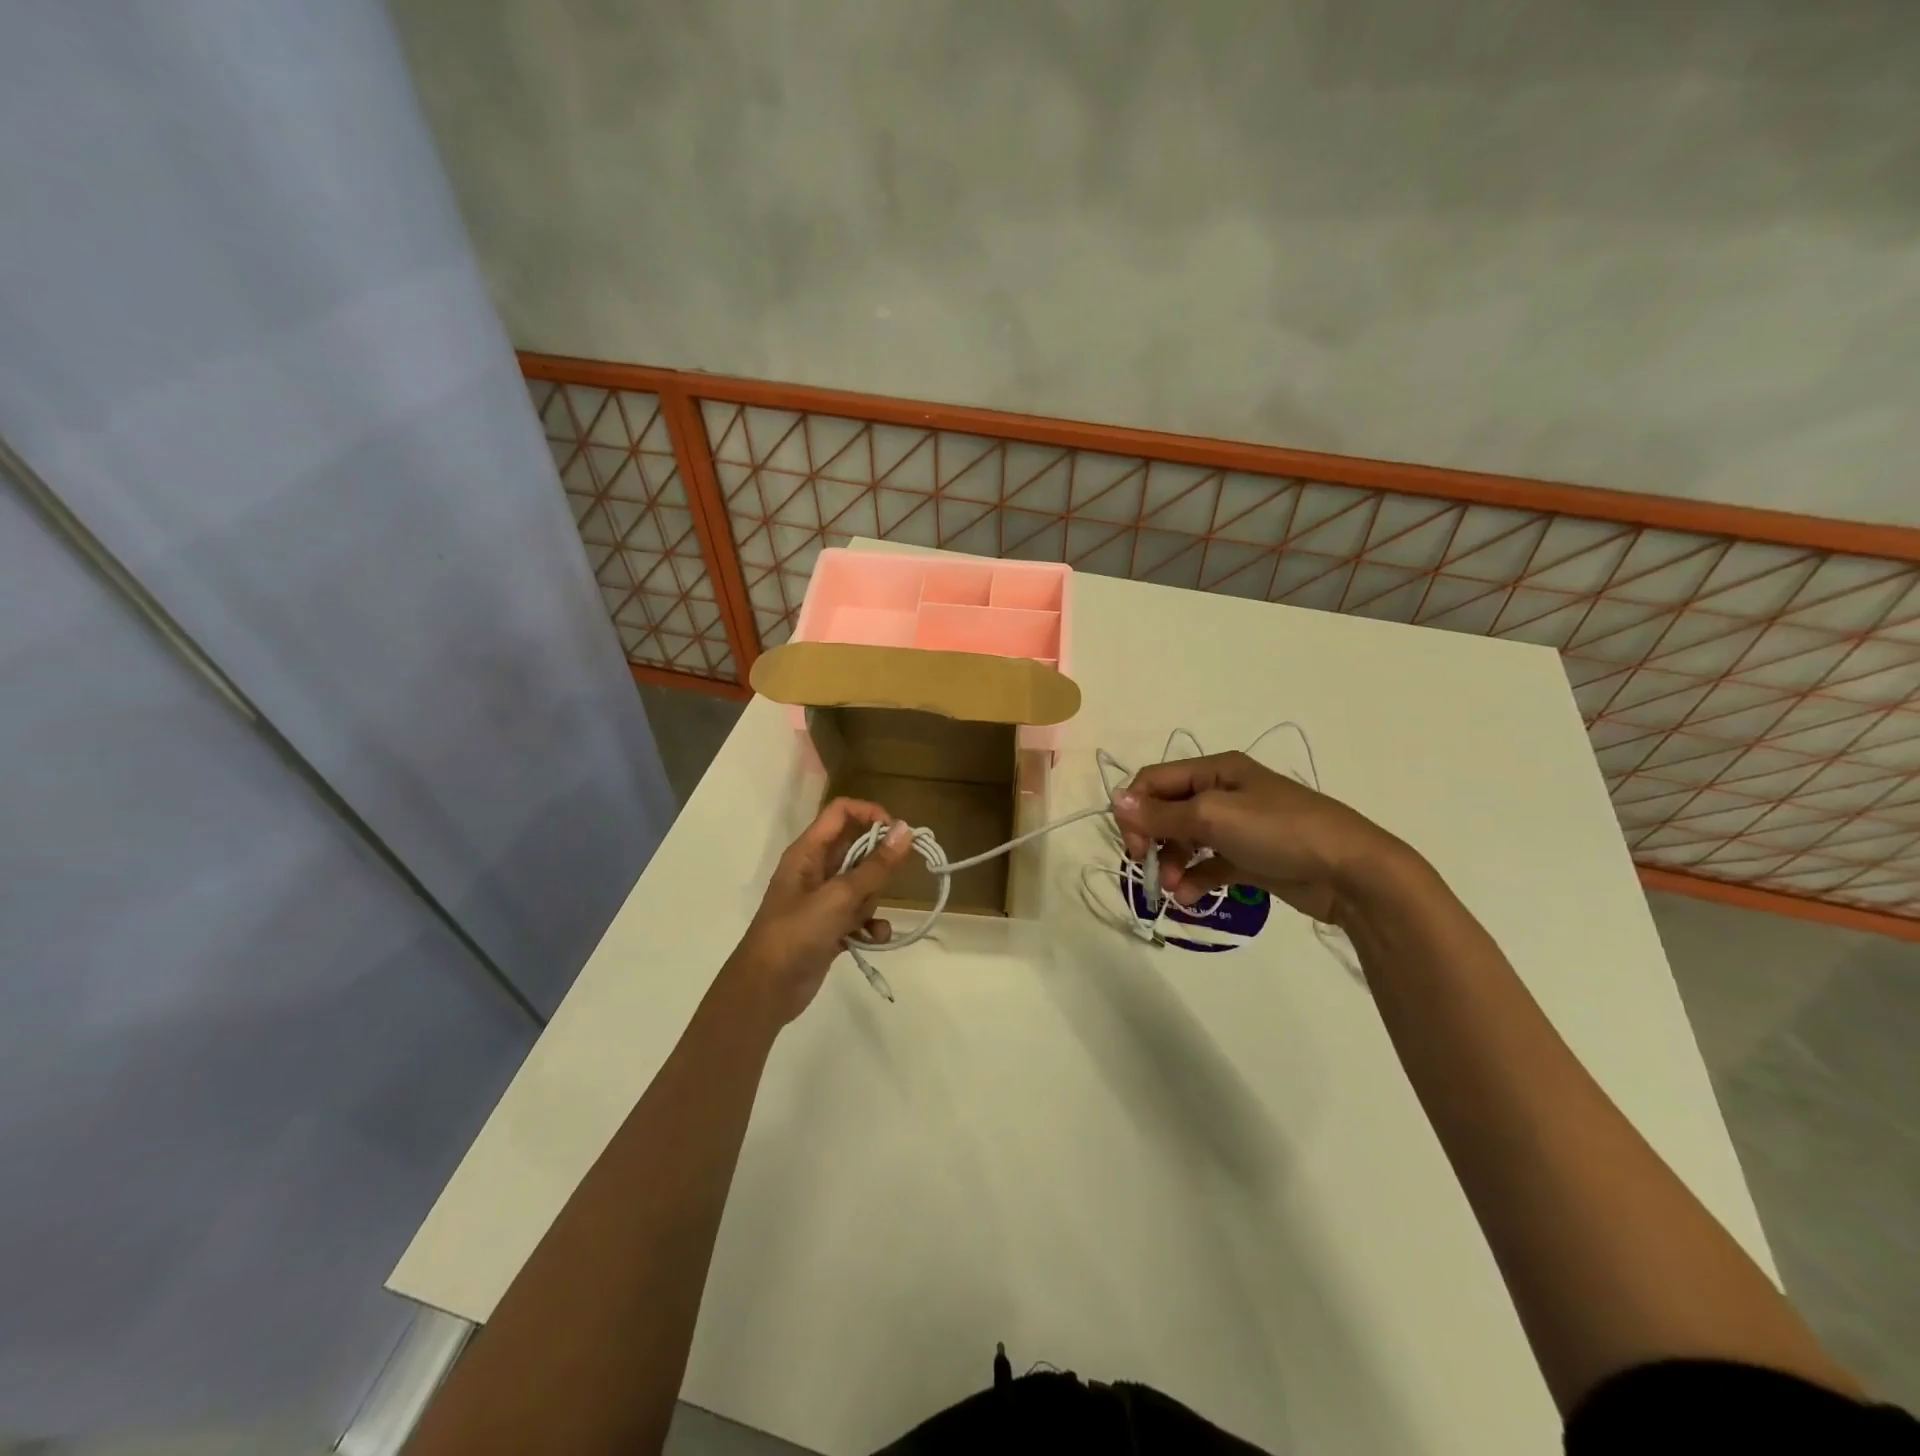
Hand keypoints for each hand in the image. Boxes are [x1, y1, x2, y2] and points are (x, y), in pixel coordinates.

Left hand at [729, 798, 913, 1022]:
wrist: (766, 990)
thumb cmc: (796, 933)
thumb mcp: (839, 897)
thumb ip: (875, 865)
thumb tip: (906, 829)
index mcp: (807, 852)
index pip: (841, 812)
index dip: (870, 814)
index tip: (897, 834)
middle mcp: (814, 870)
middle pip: (856, 848)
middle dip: (875, 865)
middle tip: (885, 883)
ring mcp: (822, 900)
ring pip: (862, 884)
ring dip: (872, 900)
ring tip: (862, 919)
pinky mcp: (830, 927)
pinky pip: (860, 915)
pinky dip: (869, 925)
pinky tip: (873, 938)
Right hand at [1111, 752, 1407, 925]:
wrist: (1352, 872)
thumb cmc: (1280, 831)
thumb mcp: (1214, 817)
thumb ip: (1161, 814)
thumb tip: (1115, 800)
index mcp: (1214, 771)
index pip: (1154, 781)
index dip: (1135, 811)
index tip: (1136, 847)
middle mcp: (1222, 793)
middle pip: (1166, 811)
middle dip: (1153, 841)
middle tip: (1151, 869)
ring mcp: (1237, 827)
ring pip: (1185, 841)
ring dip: (1173, 864)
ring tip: (1176, 890)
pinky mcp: (1249, 858)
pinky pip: (1208, 865)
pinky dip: (1195, 880)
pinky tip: (1192, 899)